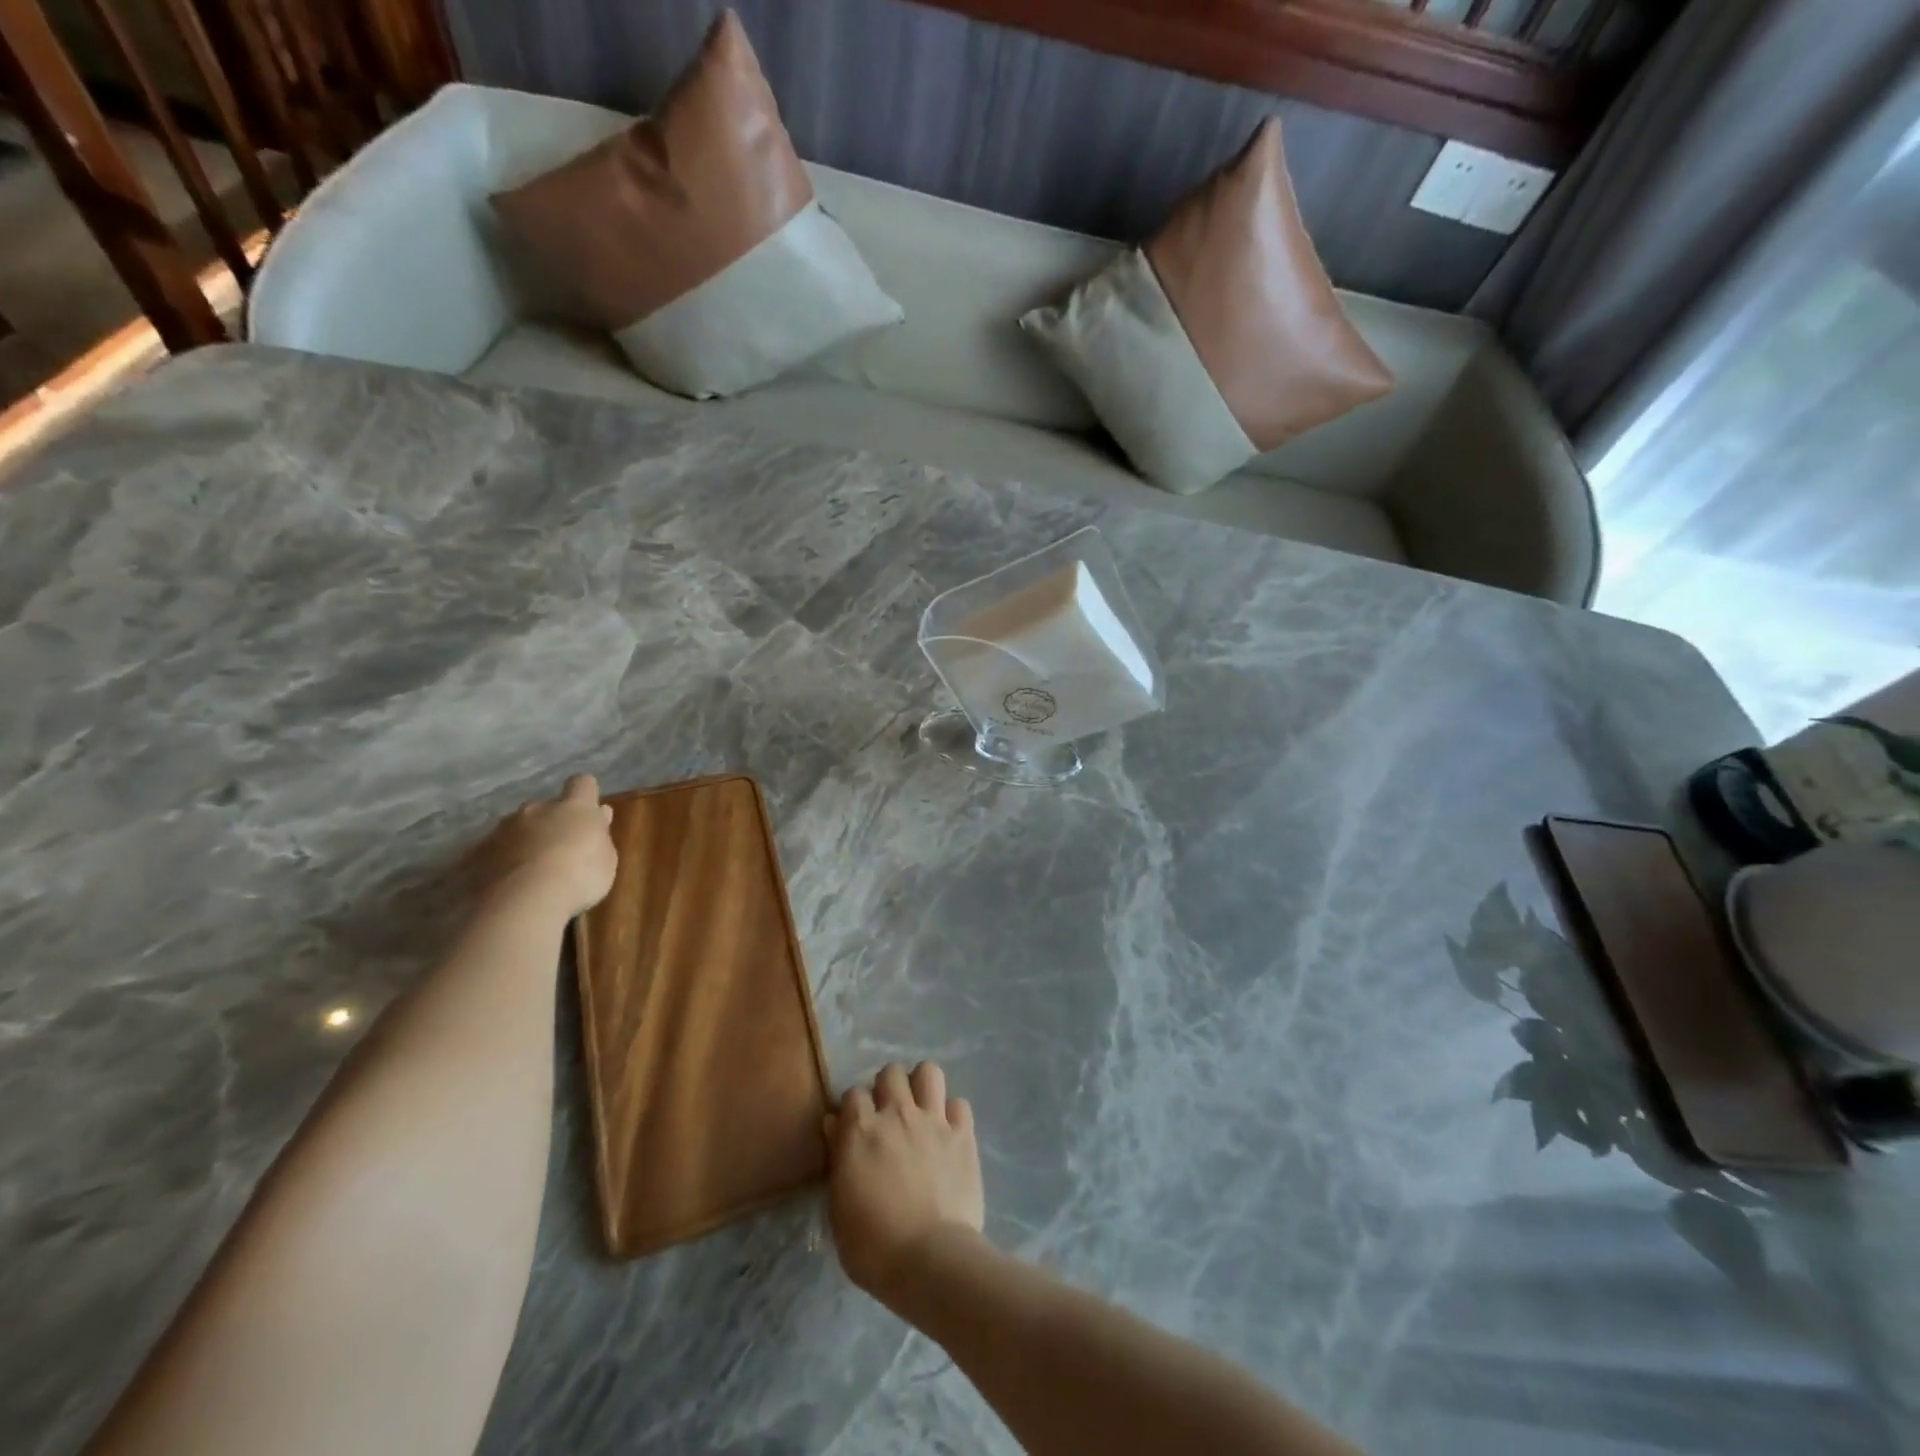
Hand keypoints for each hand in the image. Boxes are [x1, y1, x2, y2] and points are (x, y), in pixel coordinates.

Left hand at [476, 773, 617, 918]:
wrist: (525, 901)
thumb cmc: (580, 876)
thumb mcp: (607, 858)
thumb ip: (600, 834)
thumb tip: (599, 815)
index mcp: (574, 807)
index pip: (582, 783)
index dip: (586, 794)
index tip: (590, 810)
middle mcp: (536, 809)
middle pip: (545, 807)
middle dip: (551, 823)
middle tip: (559, 850)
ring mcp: (503, 829)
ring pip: (517, 828)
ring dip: (525, 842)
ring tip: (530, 872)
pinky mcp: (477, 853)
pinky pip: (494, 851)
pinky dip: (501, 862)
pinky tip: (508, 885)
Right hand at [824, 1062, 984, 1302]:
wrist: (930, 1259)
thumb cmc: (873, 1245)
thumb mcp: (839, 1208)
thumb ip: (838, 1158)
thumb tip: (834, 1124)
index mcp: (861, 1130)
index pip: (852, 1094)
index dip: (853, 1109)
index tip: (855, 1128)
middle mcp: (897, 1113)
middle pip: (891, 1072)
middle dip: (887, 1088)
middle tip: (888, 1115)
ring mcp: (933, 1120)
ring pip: (928, 1072)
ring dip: (922, 1086)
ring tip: (920, 1110)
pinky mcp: (963, 1135)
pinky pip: (959, 1104)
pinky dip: (952, 1115)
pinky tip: (948, 1134)